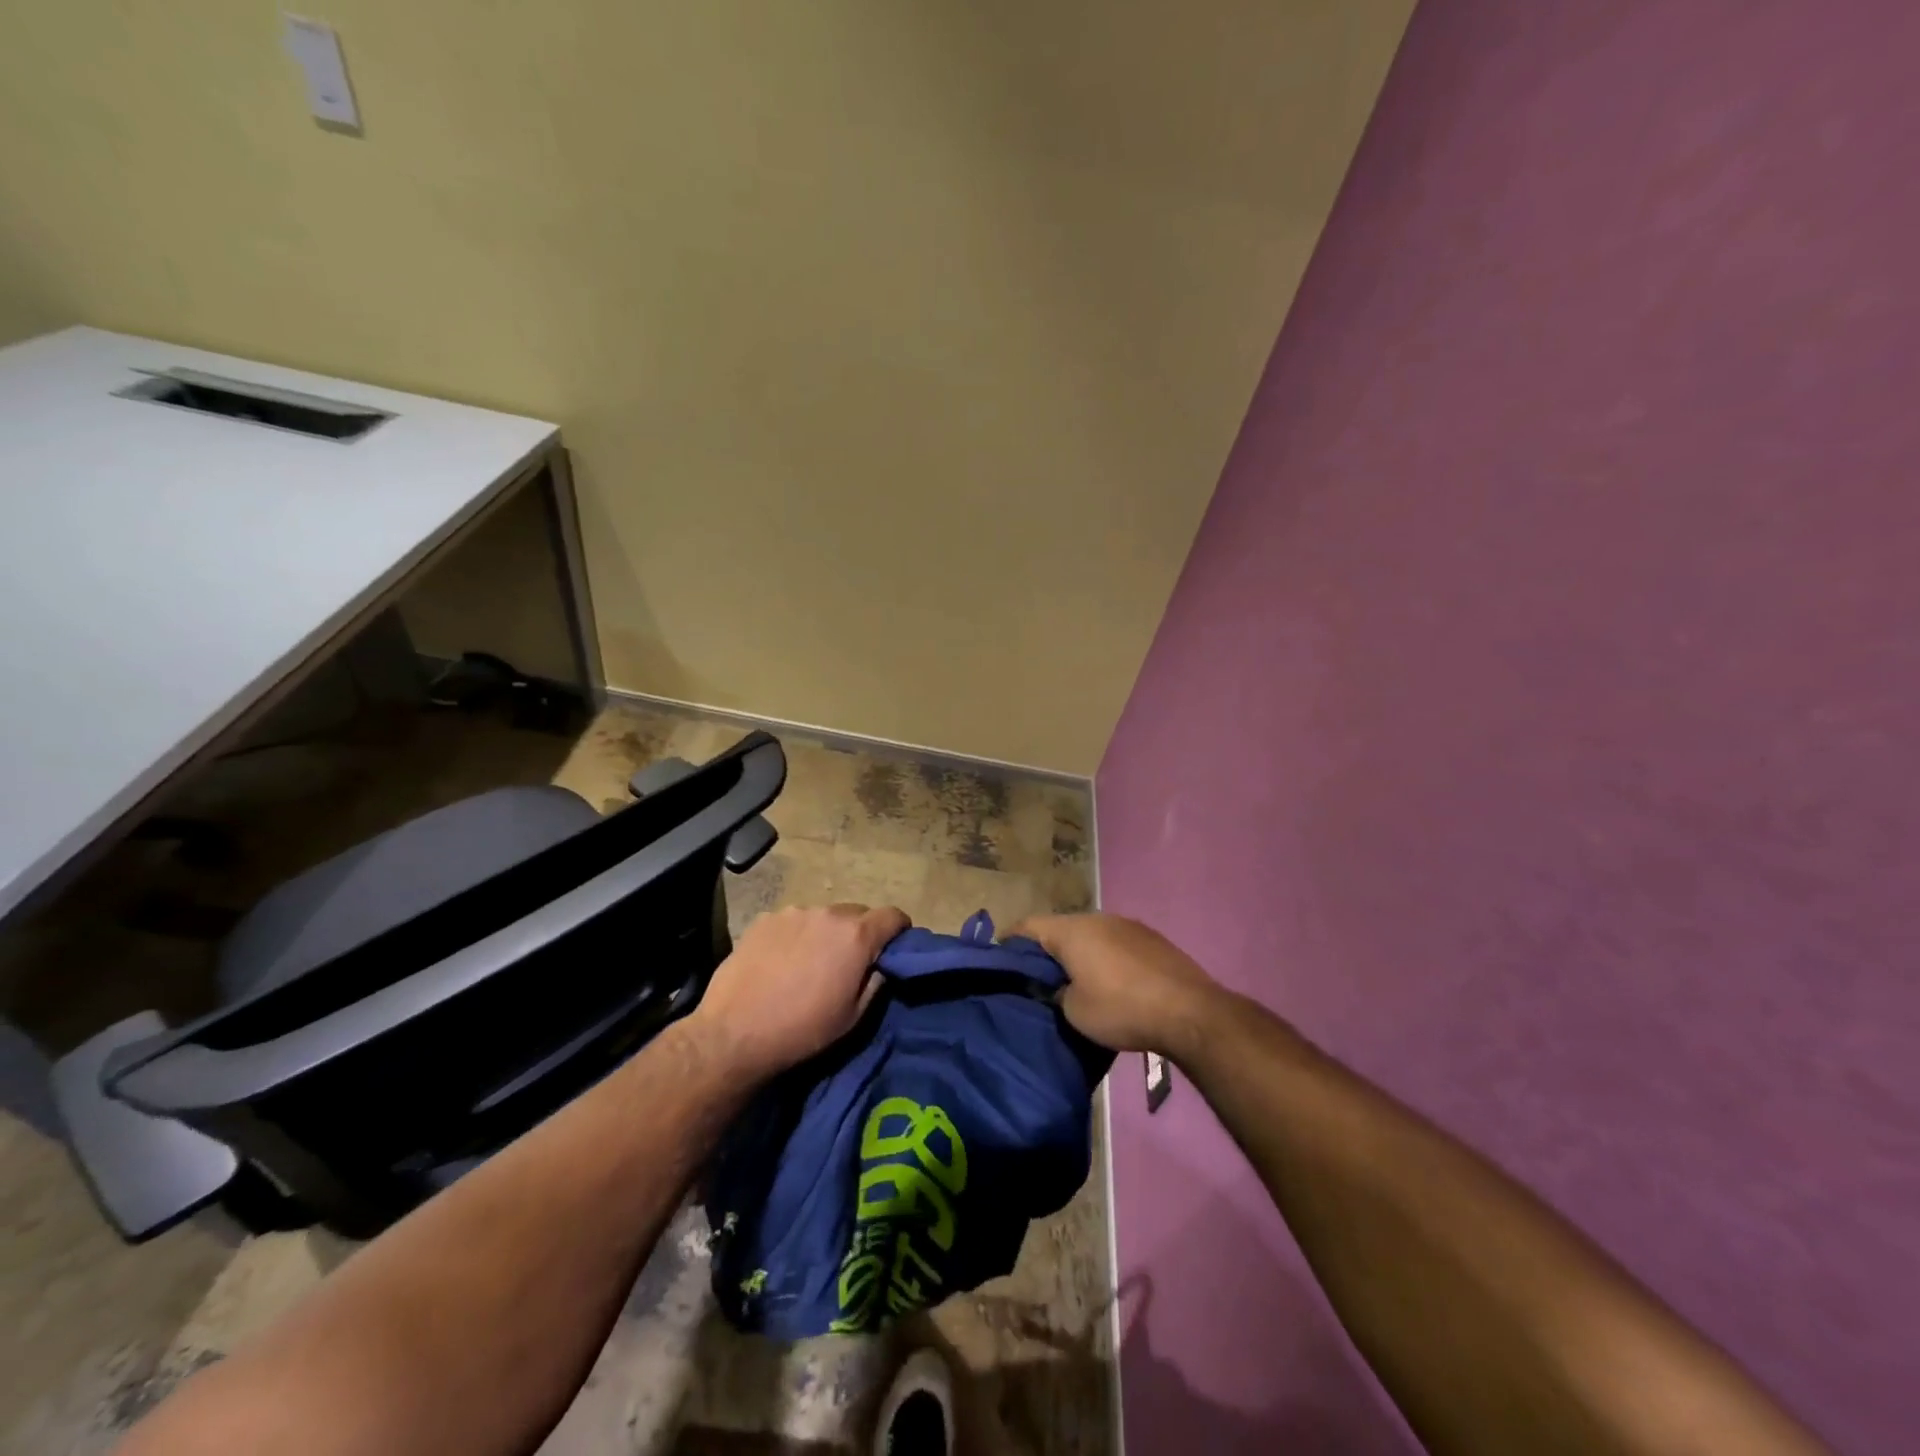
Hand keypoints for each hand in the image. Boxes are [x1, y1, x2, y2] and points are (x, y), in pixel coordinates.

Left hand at [688, 903, 908, 1079]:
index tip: (895, 946)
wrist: (734, 1034)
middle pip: (857, 914)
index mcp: (856, 936)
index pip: (893, 916)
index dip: (899, 930)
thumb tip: (880, 965)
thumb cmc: (802, 1030)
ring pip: (823, 917)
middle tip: (849, 962)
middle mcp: (828, 914)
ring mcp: (793, 913)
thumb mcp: (853, 1017)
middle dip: (860, 933)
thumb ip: (875, 983)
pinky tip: (781, 962)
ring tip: (810, 963)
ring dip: (826, 933)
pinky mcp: (764, 920)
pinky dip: (796, 935)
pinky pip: (793, 921)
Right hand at [1008, 913, 1224, 1059]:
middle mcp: (1097, 918)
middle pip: (1060, 929)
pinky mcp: (1151, 938)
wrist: (1190, 1012)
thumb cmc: (1122, 1009)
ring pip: (1090, 935)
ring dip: (1079, 954)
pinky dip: (1104, 958)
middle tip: (1038, 978)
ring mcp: (1127, 925)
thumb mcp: (1074, 1011)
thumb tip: (1055, 987)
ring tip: (1074, 981)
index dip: (1010, 942)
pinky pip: (1115, 943)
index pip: (1028, 926)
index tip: (1000, 961)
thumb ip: (1055, 993)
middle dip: (1047, 951)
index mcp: (1072, 930)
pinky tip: (1111, 983)